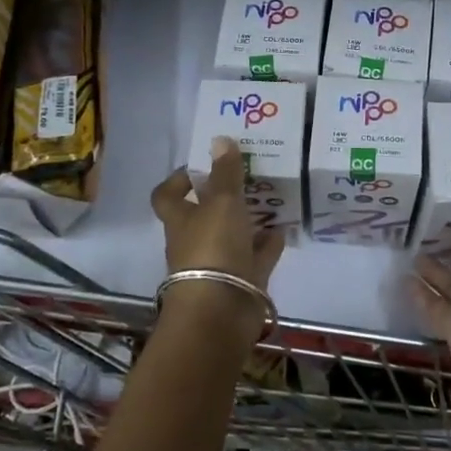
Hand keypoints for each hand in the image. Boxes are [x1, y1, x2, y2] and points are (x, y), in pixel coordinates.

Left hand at [151, 136, 285, 341]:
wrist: (221, 311)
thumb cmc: (213, 248)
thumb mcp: (222, 203)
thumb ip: (225, 173)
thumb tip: (220, 139)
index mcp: (180, 220)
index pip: (167, 196)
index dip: (178, 180)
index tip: (201, 166)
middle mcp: (195, 241)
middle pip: (204, 215)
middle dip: (224, 198)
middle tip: (248, 177)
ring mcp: (219, 263)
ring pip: (233, 235)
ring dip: (249, 220)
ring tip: (271, 199)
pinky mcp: (242, 282)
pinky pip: (256, 257)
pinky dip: (268, 243)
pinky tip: (284, 227)